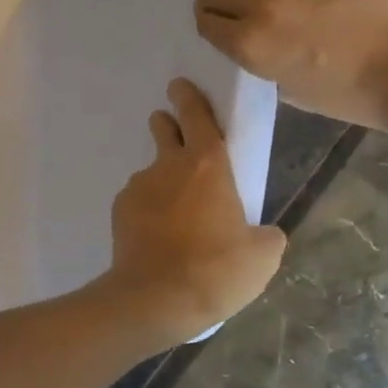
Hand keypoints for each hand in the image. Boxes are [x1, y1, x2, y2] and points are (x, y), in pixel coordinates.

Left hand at [104, 79, 286, 341]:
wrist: (155, 300)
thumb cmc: (216, 270)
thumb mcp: (262, 257)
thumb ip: (267, 235)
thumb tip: (265, 233)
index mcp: (209, 165)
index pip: (197, 115)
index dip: (190, 98)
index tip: (180, 86)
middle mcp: (169, 166)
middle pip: (165, 130)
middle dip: (168, 124)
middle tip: (174, 131)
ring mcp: (139, 187)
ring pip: (153, 172)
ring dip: (163, 180)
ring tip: (177, 214)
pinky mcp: (119, 211)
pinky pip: (138, 201)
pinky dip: (149, 209)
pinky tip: (159, 237)